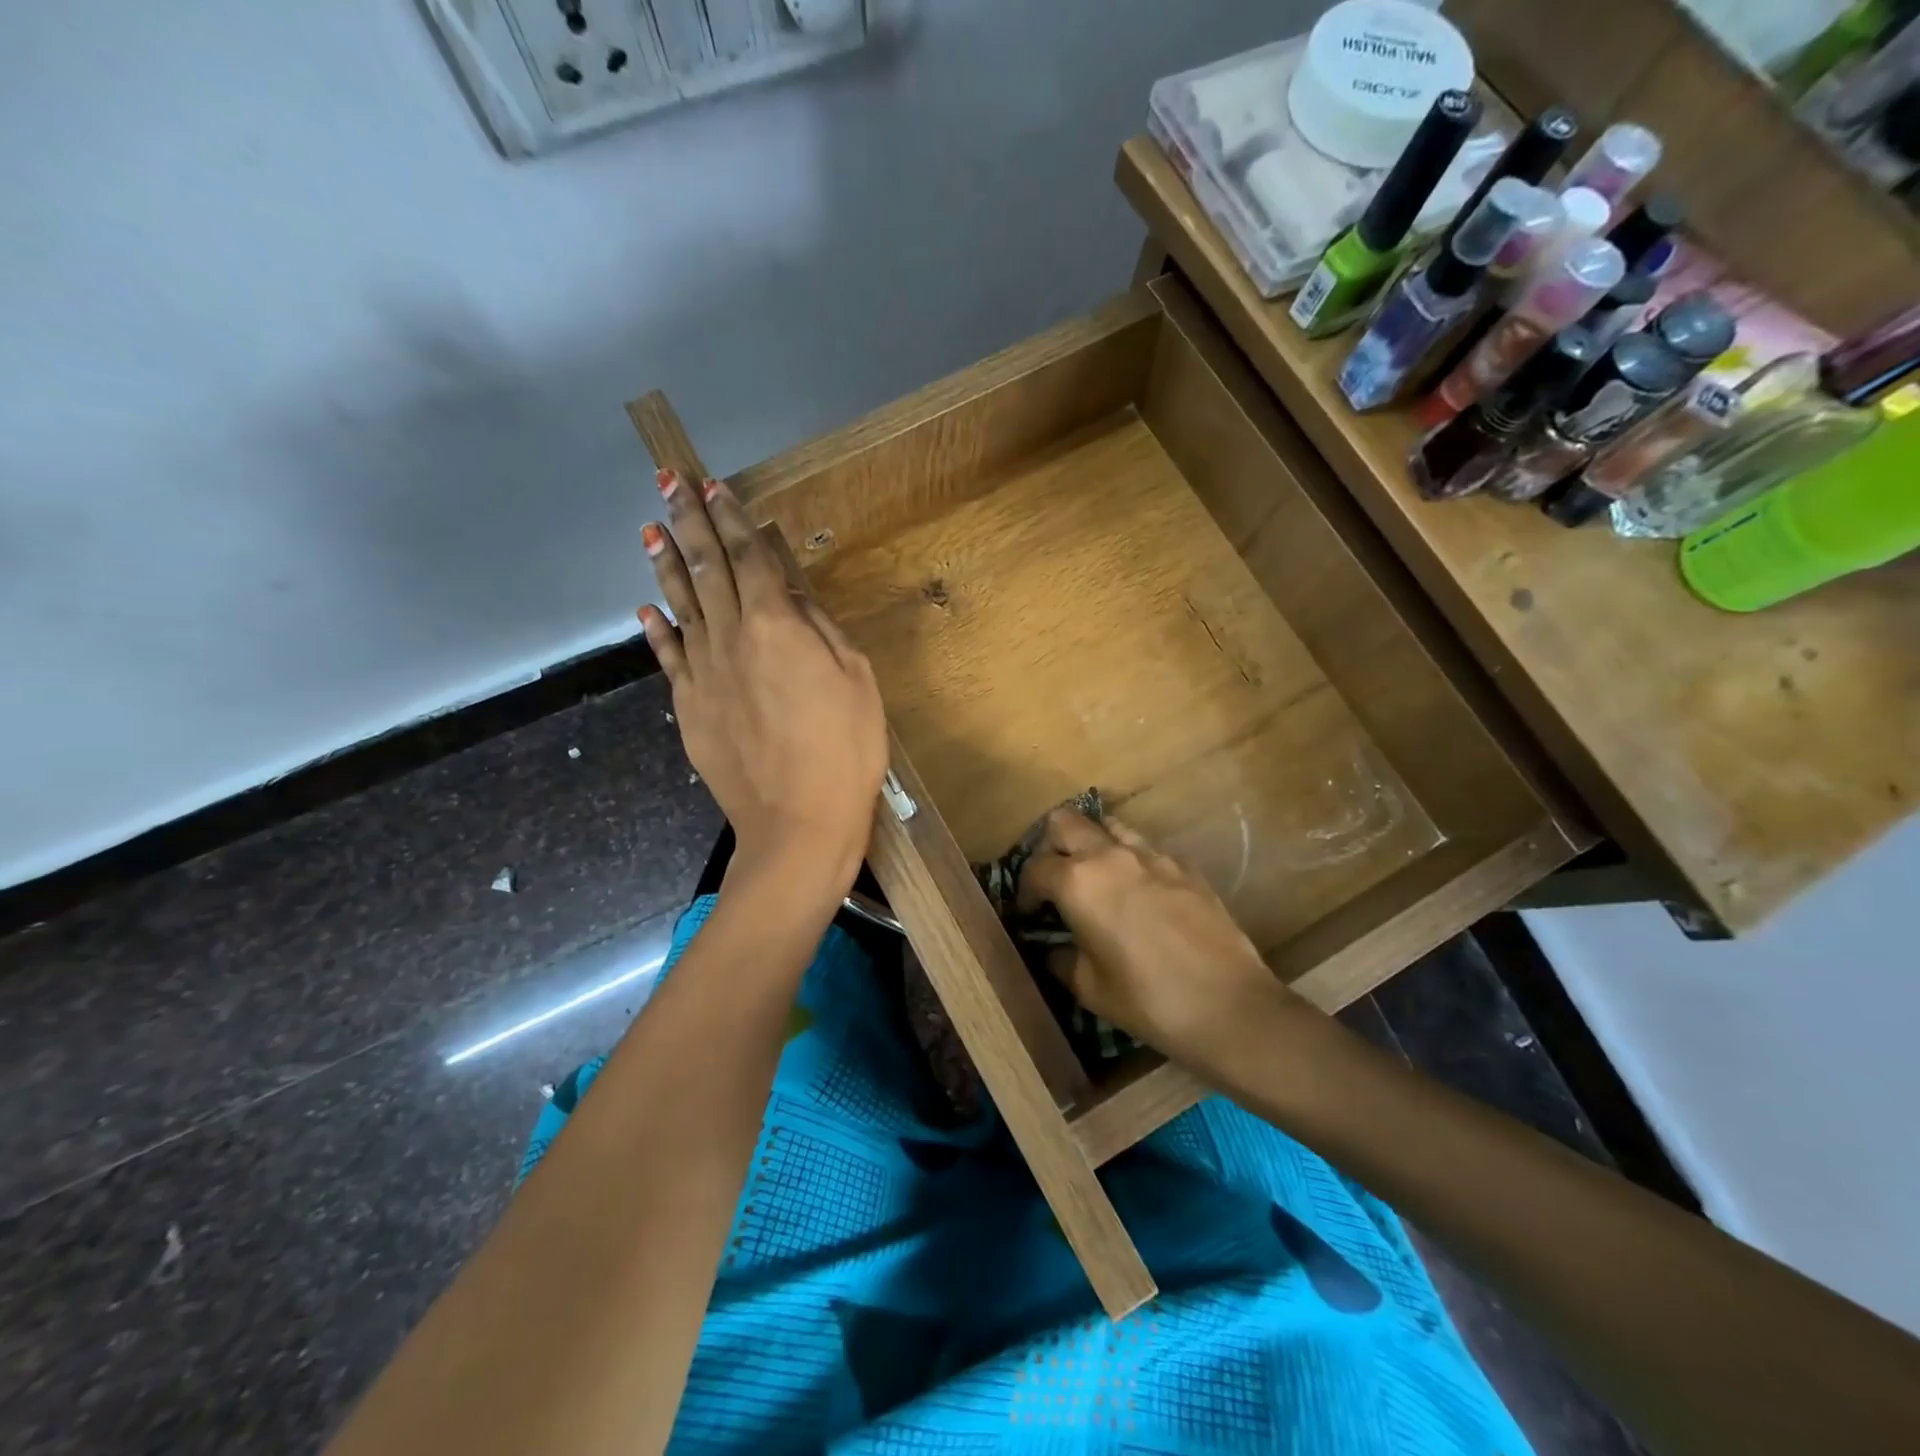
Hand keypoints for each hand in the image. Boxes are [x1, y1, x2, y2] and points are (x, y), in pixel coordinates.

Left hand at [638, 469, 886, 901]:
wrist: (798, 822)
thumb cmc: (845, 750)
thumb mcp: (856, 680)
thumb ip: (819, 629)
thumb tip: (790, 593)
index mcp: (776, 624)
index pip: (748, 556)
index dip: (731, 518)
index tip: (712, 485)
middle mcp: (730, 637)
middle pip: (705, 568)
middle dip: (689, 521)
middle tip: (669, 483)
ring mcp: (703, 672)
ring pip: (680, 604)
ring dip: (666, 563)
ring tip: (651, 528)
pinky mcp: (690, 707)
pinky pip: (668, 657)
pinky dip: (656, 628)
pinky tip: (645, 607)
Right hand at [1017, 810, 1301, 1062]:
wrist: (1230, 1006)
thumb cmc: (1148, 1001)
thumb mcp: (1090, 988)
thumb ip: (1062, 958)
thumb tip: (1053, 948)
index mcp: (1078, 883)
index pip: (1035, 867)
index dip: (1024, 890)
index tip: (1027, 913)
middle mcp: (1110, 856)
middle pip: (1065, 822)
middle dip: (1050, 845)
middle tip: (1055, 878)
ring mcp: (1152, 855)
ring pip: (1108, 825)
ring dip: (1093, 844)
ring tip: (1096, 878)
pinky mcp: (1184, 866)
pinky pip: (1146, 849)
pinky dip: (1131, 862)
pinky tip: (1140, 896)